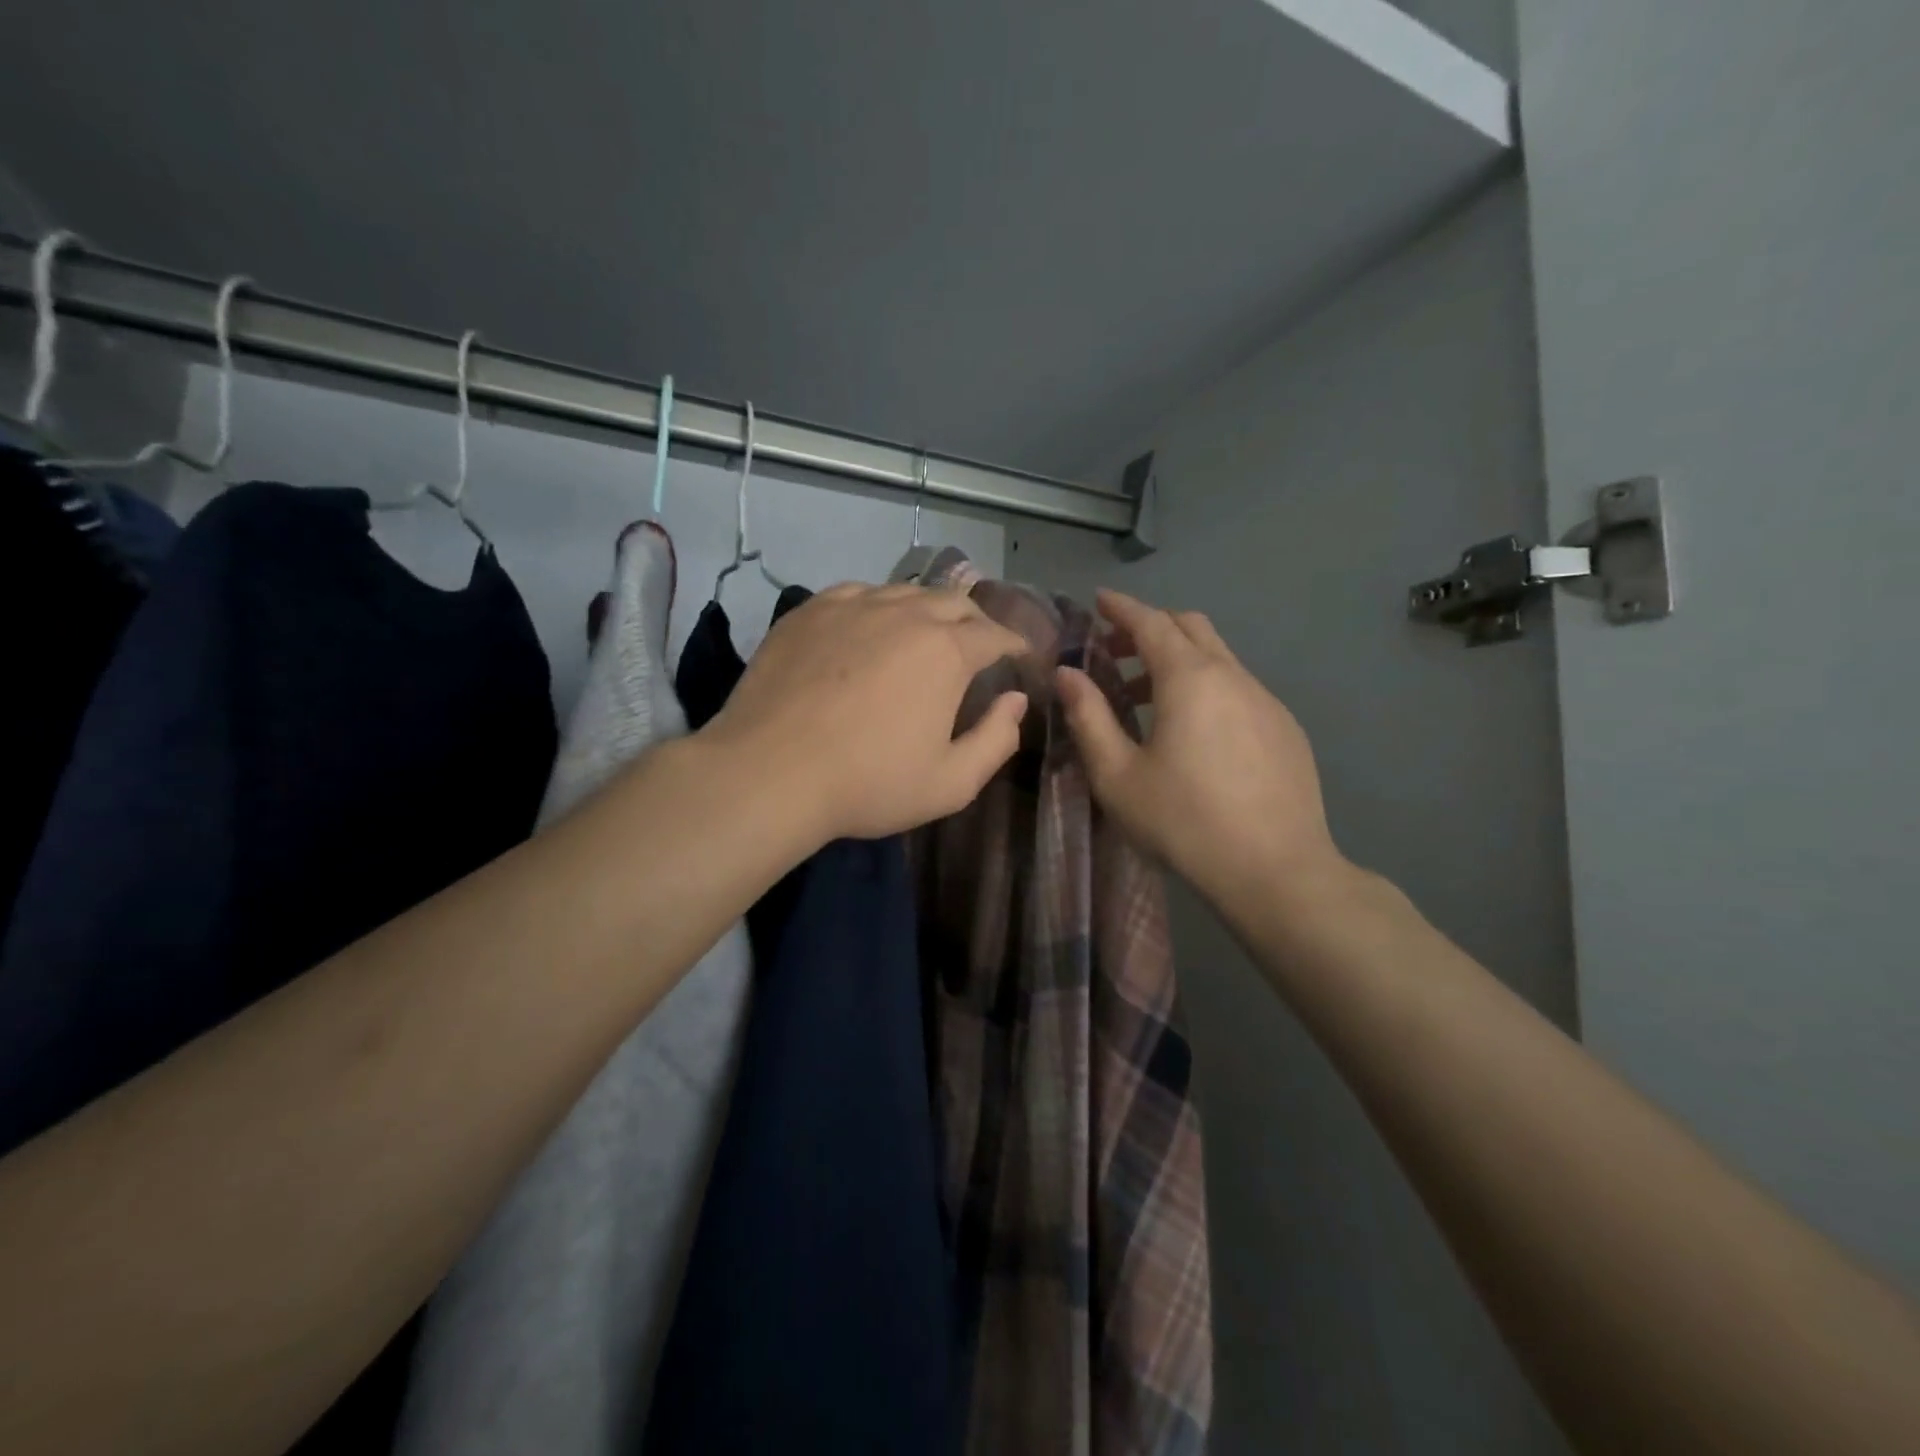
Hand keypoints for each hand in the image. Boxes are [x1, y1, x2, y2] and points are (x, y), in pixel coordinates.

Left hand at [705, 583, 1028, 843]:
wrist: (770, 772)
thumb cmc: (868, 783)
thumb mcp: (951, 783)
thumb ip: (997, 740)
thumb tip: (1015, 700)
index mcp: (946, 651)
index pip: (995, 634)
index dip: (1014, 644)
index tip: (1019, 656)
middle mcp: (904, 614)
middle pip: (954, 601)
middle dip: (975, 620)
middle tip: (977, 644)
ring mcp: (852, 605)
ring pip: (905, 592)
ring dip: (927, 610)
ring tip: (926, 633)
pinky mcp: (810, 610)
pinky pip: (859, 593)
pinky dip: (878, 606)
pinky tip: (870, 627)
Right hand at [1057, 589, 1348, 912]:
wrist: (1276, 870)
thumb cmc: (1183, 821)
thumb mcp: (1117, 774)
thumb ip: (1089, 717)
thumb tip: (1067, 674)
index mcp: (1189, 679)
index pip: (1151, 622)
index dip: (1121, 607)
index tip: (1099, 600)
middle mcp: (1233, 676)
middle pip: (1190, 627)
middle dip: (1149, 628)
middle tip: (1114, 650)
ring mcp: (1266, 701)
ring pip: (1218, 658)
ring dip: (1178, 661)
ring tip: (1145, 699)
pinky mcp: (1286, 728)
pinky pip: (1239, 688)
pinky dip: (1207, 687)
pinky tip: (1195, 732)